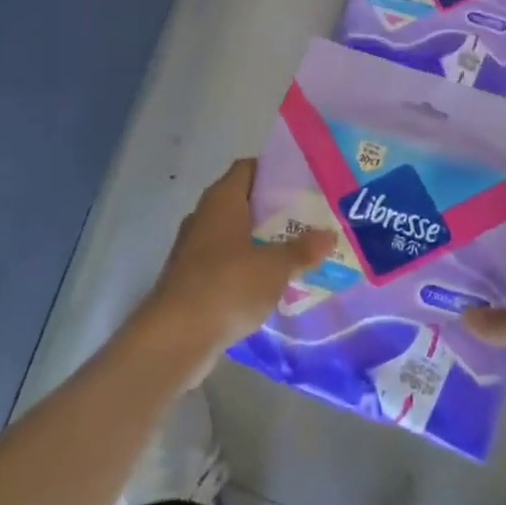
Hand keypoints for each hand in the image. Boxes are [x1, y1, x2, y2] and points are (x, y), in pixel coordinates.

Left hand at [142, 160, 335, 366]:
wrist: (176, 337)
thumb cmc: (228, 285)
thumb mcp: (275, 266)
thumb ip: (303, 249)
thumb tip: (329, 235)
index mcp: (222, 199)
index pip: (248, 168)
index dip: (274, 171)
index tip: (302, 182)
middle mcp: (204, 216)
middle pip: (242, 201)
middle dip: (272, 210)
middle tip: (306, 218)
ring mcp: (193, 249)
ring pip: (233, 235)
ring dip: (258, 241)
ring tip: (294, 251)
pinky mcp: (190, 280)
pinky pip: (224, 264)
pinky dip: (244, 269)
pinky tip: (268, 284)